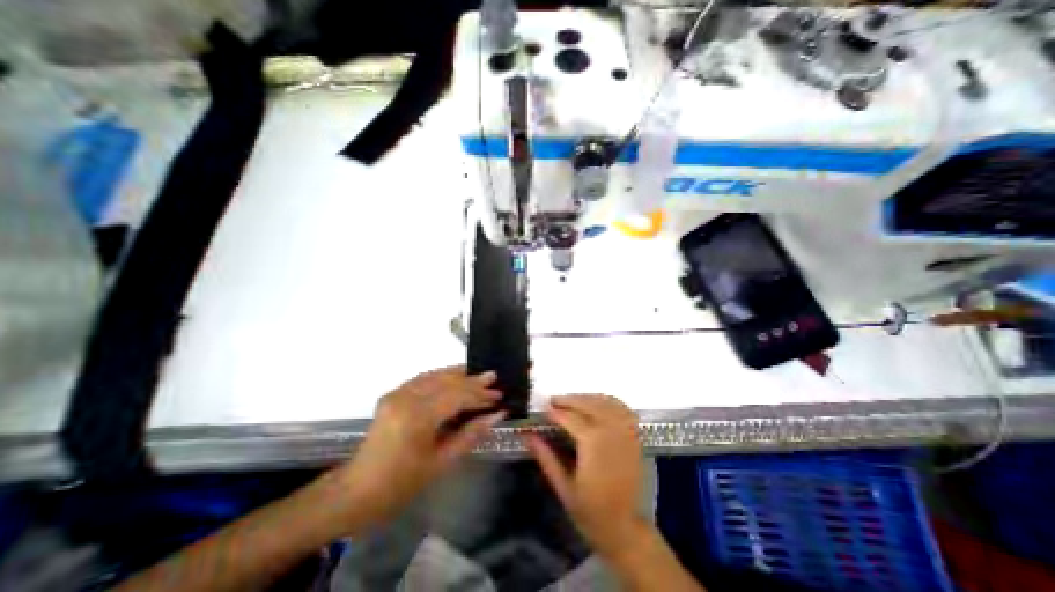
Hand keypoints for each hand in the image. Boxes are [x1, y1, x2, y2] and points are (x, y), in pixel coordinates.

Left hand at [330, 367, 509, 528]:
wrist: (356, 492)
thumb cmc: (401, 485)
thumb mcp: (441, 462)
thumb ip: (471, 433)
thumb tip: (497, 415)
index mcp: (417, 417)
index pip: (456, 396)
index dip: (479, 395)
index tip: (499, 395)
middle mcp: (406, 398)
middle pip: (447, 382)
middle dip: (472, 381)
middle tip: (493, 379)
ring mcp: (397, 393)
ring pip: (435, 375)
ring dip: (458, 374)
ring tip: (478, 374)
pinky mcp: (393, 394)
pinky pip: (422, 379)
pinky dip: (441, 376)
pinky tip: (454, 377)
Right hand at [528, 395, 643, 555]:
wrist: (626, 529)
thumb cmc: (591, 513)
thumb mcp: (563, 487)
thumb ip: (546, 457)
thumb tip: (527, 435)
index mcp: (593, 444)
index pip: (570, 418)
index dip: (555, 412)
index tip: (543, 410)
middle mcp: (611, 431)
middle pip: (588, 404)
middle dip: (569, 399)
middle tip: (553, 401)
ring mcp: (626, 431)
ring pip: (605, 402)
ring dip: (587, 398)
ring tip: (571, 401)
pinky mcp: (635, 436)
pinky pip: (622, 408)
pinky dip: (608, 401)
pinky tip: (597, 404)